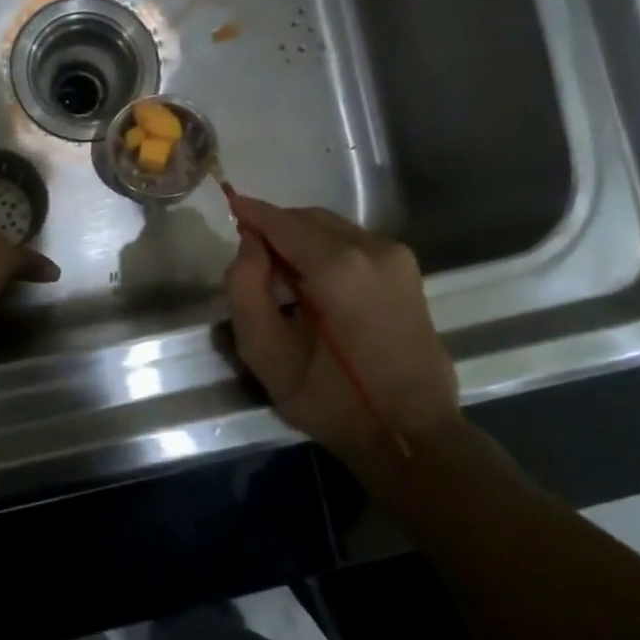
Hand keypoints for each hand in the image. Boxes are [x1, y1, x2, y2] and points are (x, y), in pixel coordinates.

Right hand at [223, 196, 460, 489]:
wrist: (410, 435)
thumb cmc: (331, 400)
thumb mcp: (267, 353)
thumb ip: (245, 288)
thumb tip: (249, 244)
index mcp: (339, 266)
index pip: (283, 222)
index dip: (252, 212)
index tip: (228, 204)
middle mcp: (373, 248)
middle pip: (309, 219)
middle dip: (276, 228)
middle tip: (250, 259)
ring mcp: (396, 257)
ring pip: (333, 228)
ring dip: (301, 239)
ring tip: (281, 276)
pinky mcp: (408, 271)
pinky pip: (354, 243)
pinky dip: (326, 250)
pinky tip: (315, 285)